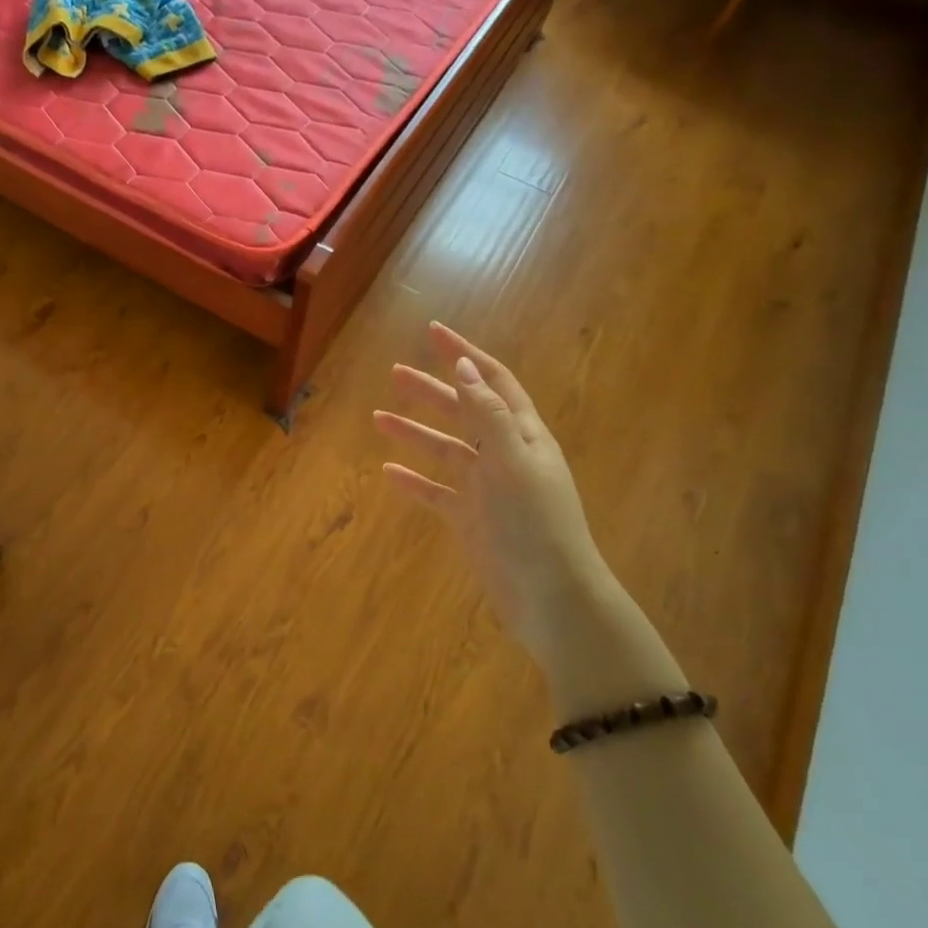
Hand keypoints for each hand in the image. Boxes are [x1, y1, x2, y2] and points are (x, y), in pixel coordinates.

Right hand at [374, 323, 604, 663]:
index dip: (465, 356)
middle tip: (396, 372)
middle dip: (431, 390)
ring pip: (443, 450)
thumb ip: (488, 414)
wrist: (549, 594)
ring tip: (378, 417)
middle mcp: (504, 455)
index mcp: (523, 435)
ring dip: (414, 431)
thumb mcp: (514, 461)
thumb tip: (464, 368)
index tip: (434, 332)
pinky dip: (412, 481)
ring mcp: (484, 488)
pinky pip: (434, 492)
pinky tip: (387, 473)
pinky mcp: (468, 519)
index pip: (491, 382)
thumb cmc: (536, 523)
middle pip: (462, 411)